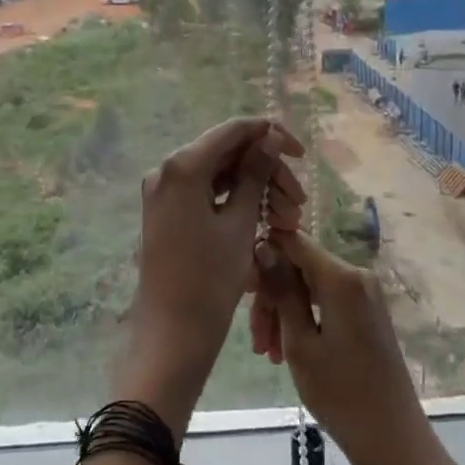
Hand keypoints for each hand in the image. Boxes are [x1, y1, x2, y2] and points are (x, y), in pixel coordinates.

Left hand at [115, 118, 305, 435]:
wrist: (171, 334)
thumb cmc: (209, 280)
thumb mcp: (240, 224)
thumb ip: (255, 174)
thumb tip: (271, 137)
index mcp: (182, 166)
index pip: (233, 131)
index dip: (269, 134)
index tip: (300, 152)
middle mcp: (166, 170)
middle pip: (226, 153)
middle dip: (265, 171)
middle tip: (298, 202)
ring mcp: (163, 191)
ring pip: (218, 175)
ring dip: (253, 189)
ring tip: (286, 219)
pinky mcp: (166, 211)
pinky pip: (205, 193)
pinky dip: (233, 202)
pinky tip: (262, 221)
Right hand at [251, 228, 440, 464]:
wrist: (394, 442)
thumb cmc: (341, 395)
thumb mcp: (300, 342)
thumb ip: (281, 290)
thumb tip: (262, 246)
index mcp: (342, 277)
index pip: (292, 240)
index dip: (263, 255)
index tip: (242, 288)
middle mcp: (356, 275)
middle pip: (299, 266)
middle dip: (272, 296)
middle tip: (256, 338)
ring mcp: (364, 295)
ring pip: (308, 286)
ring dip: (283, 313)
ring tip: (268, 354)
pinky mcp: (366, 313)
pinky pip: (324, 302)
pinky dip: (303, 320)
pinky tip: (287, 351)